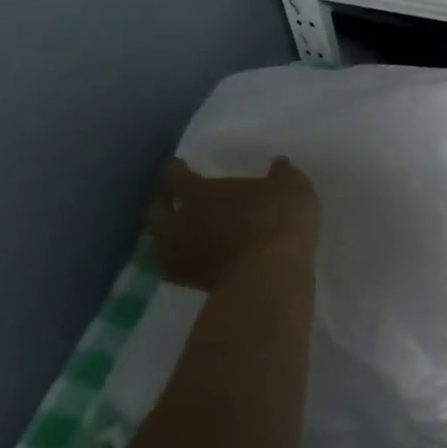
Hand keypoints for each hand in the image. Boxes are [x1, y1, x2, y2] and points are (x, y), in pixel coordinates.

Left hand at [144, 157, 319, 290]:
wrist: (271, 272)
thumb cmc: (277, 218)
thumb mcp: (291, 185)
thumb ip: (281, 173)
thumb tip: (279, 163)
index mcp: (199, 192)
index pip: (173, 176)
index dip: (175, 170)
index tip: (179, 166)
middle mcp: (181, 223)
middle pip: (155, 212)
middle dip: (160, 204)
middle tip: (171, 199)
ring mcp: (182, 256)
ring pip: (160, 244)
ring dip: (166, 236)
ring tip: (179, 232)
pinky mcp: (192, 284)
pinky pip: (175, 269)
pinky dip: (180, 262)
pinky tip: (192, 259)